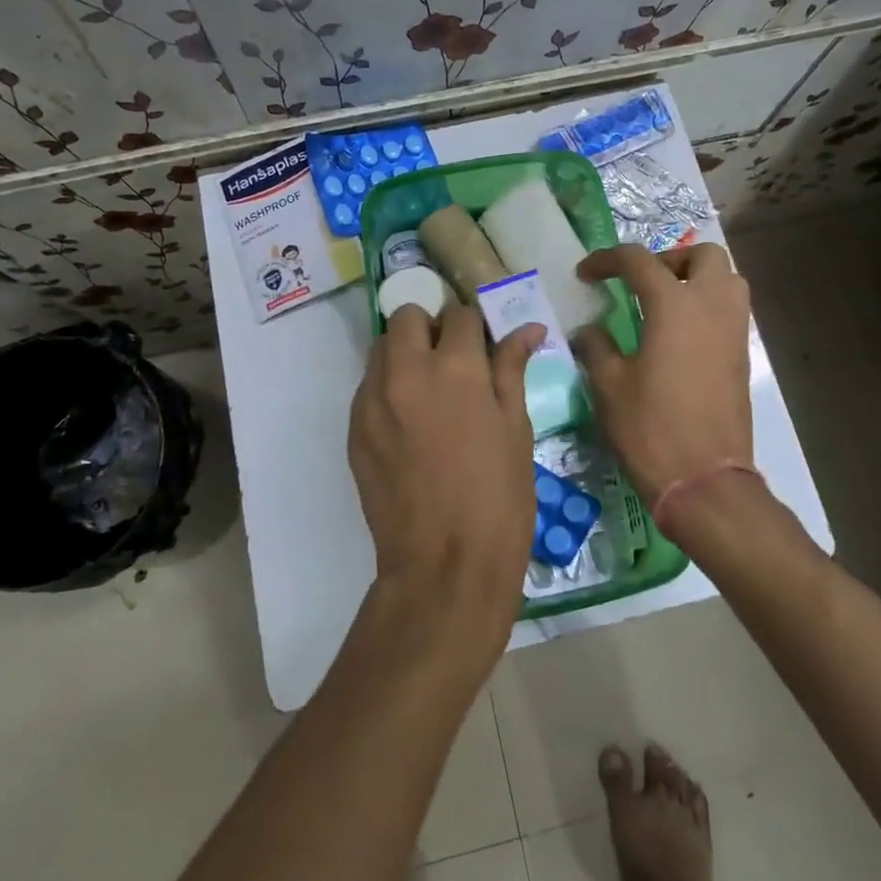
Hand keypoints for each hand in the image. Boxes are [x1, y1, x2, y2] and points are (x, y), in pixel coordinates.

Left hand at [347, 303, 543, 651]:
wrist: (444, 566)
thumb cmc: (498, 498)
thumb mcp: (516, 429)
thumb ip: (512, 369)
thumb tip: (527, 328)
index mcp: (455, 367)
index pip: (460, 314)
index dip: (475, 327)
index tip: (483, 347)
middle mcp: (406, 371)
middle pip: (407, 316)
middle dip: (431, 328)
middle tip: (452, 361)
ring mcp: (372, 399)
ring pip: (382, 348)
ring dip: (405, 353)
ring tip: (428, 390)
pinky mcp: (354, 428)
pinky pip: (368, 386)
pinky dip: (388, 387)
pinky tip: (409, 424)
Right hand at [571, 243, 753, 506]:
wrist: (705, 481)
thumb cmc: (651, 429)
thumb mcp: (609, 386)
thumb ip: (596, 346)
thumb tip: (588, 330)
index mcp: (674, 306)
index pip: (639, 261)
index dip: (607, 260)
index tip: (586, 275)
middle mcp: (711, 307)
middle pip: (703, 255)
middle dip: (670, 258)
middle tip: (641, 283)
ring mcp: (734, 331)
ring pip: (728, 279)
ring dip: (697, 279)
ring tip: (664, 304)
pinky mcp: (743, 356)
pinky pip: (731, 310)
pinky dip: (708, 306)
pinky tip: (679, 335)